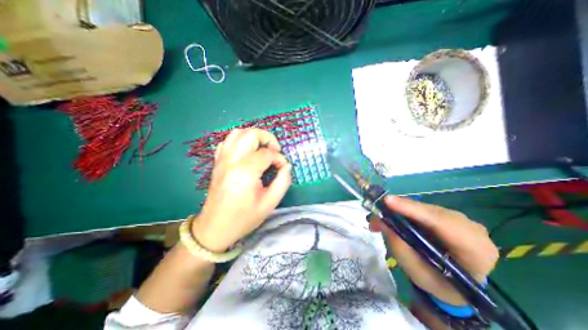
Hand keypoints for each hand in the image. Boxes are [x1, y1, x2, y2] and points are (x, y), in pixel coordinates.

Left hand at [194, 128, 293, 252]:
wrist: (215, 228)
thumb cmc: (244, 218)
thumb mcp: (270, 203)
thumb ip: (283, 181)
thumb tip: (286, 166)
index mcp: (245, 172)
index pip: (267, 154)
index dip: (279, 158)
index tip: (283, 167)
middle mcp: (231, 161)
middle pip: (251, 134)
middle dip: (267, 138)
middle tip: (275, 151)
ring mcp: (222, 160)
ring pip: (237, 133)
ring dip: (254, 136)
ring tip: (263, 148)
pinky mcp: (217, 162)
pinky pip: (228, 142)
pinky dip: (240, 141)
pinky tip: (247, 152)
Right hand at [369, 194, 496, 305]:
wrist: (457, 285)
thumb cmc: (439, 284)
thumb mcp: (418, 273)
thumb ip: (400, 247)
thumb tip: (380, 222)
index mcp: (475, 249)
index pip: (442, 222)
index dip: (412, 209)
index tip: (387, 201)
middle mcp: (471, 228)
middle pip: (430, 211)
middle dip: (399, 210)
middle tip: (375, 215)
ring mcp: (460, 219)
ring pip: (423, 207)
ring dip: (399, 211)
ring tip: (379, 220)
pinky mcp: (447, 215)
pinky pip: (422, 209)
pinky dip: (403, 211)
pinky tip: (391, 218)